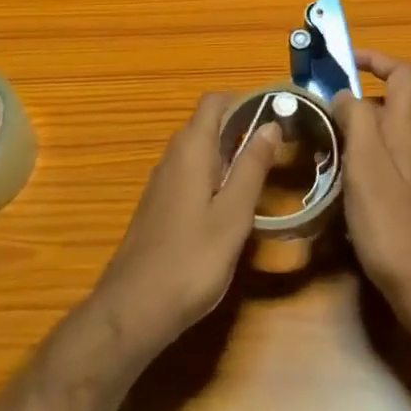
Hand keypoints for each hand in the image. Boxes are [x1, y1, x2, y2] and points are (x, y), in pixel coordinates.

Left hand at [90, 93, 280, 358]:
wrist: (134, 310)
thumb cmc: (191, 260)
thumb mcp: (233, 214)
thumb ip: (252, 167)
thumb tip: (271, 124)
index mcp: (191, 148)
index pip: (215, 101)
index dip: (245, 101)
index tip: (275, 116)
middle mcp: (173, 156)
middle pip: (207, 123)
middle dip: (241, 127)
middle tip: (276, 149)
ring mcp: (162, 182)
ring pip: (200, 150)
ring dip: (229, 153)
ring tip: (261, 176)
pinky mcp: (159, 206)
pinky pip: (191, 173)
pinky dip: (214, 176)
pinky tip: (231, 206)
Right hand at [333, 51, 410, 327]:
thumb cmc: (392, 221)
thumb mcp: (366, 162)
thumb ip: (355, 120)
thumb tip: (342, 94)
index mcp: (404, 128)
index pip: (402, 74)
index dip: (376, 59)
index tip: (343, 62)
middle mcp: (409, 146)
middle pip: (384, 106)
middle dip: (349, 103)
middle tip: (314, 114)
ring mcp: (408, 176)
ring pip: (376, 140)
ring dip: (347, 136)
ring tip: (314, 150)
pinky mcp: (401, 204)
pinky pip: (374, 170)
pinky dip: (351, 168)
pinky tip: (330, 191)